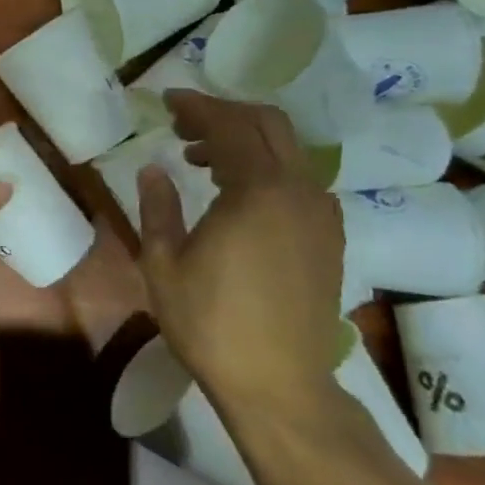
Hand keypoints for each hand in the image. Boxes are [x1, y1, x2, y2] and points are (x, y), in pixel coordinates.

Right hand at [137, 91, 345, 410]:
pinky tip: (237, 194)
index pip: (228, 126)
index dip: (196, 107)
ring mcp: (321, 214)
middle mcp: (298, 191)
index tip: (167, 101)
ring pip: (287, 151)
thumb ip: (158, 207)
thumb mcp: (163, 264)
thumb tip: (154, 169)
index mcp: (257, 191)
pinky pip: (299, 181)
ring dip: (246, 141)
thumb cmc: (210, 323)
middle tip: (184, 124)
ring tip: (201, 161)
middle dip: (225, 114)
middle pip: (269, 125)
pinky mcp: (330, 237)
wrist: (280, 384)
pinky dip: (267, 169)